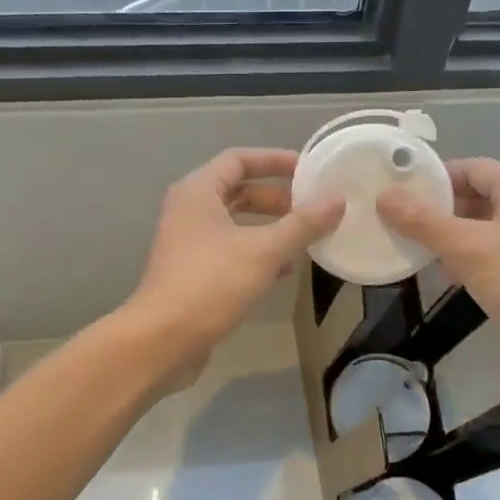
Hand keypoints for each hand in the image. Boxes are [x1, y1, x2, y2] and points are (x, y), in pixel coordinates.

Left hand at [124, 149, 343, 385]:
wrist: (162, 339)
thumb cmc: (211, 283)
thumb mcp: (264, 251)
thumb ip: (302, 224)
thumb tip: (337, 200)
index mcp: (198, 191)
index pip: (239, 159)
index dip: (275, 160)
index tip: (309, 170)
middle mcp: (189, 210)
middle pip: (238, 190)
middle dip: (276, 198)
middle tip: (311, 208)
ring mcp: (188, 242)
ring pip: (235, 223)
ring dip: (269, 227)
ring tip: (305, 238)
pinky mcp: (192, 271)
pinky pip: (230, 249)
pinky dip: (257, 252)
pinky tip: (283, 270)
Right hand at [378, 158, 499, 375]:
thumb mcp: (469, 249)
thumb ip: (424, 221)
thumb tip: (384, 196)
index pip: (472, 167)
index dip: (434, 175)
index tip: (398, 190)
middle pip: (478, 196)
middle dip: (438, 208)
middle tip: (398, 222)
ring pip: (485, 228)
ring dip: (451, 236)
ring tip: (414, 248)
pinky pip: (496, 255)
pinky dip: (470, 259)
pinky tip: (448, 276)